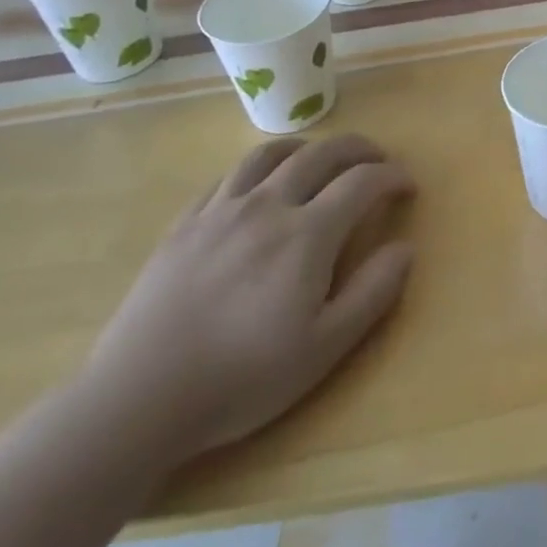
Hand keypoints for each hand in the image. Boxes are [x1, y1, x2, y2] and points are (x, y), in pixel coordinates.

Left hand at [80, 134, 415, 469]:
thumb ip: (373, 292)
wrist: (138, 399)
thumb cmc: (242, 379)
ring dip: (306, 147)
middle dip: (358, 148)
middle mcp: (269, 205)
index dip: (392, 176)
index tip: (408, 185)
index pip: (362, 182)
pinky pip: (228, 176)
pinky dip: (257, 167)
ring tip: (319, 157)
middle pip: (322, 154)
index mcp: (307, 233)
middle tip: (376, 158)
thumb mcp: (323, 348)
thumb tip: (405, 247)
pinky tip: (259, 183)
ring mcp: (222, 210)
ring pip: (271, 154)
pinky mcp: (185, 224)